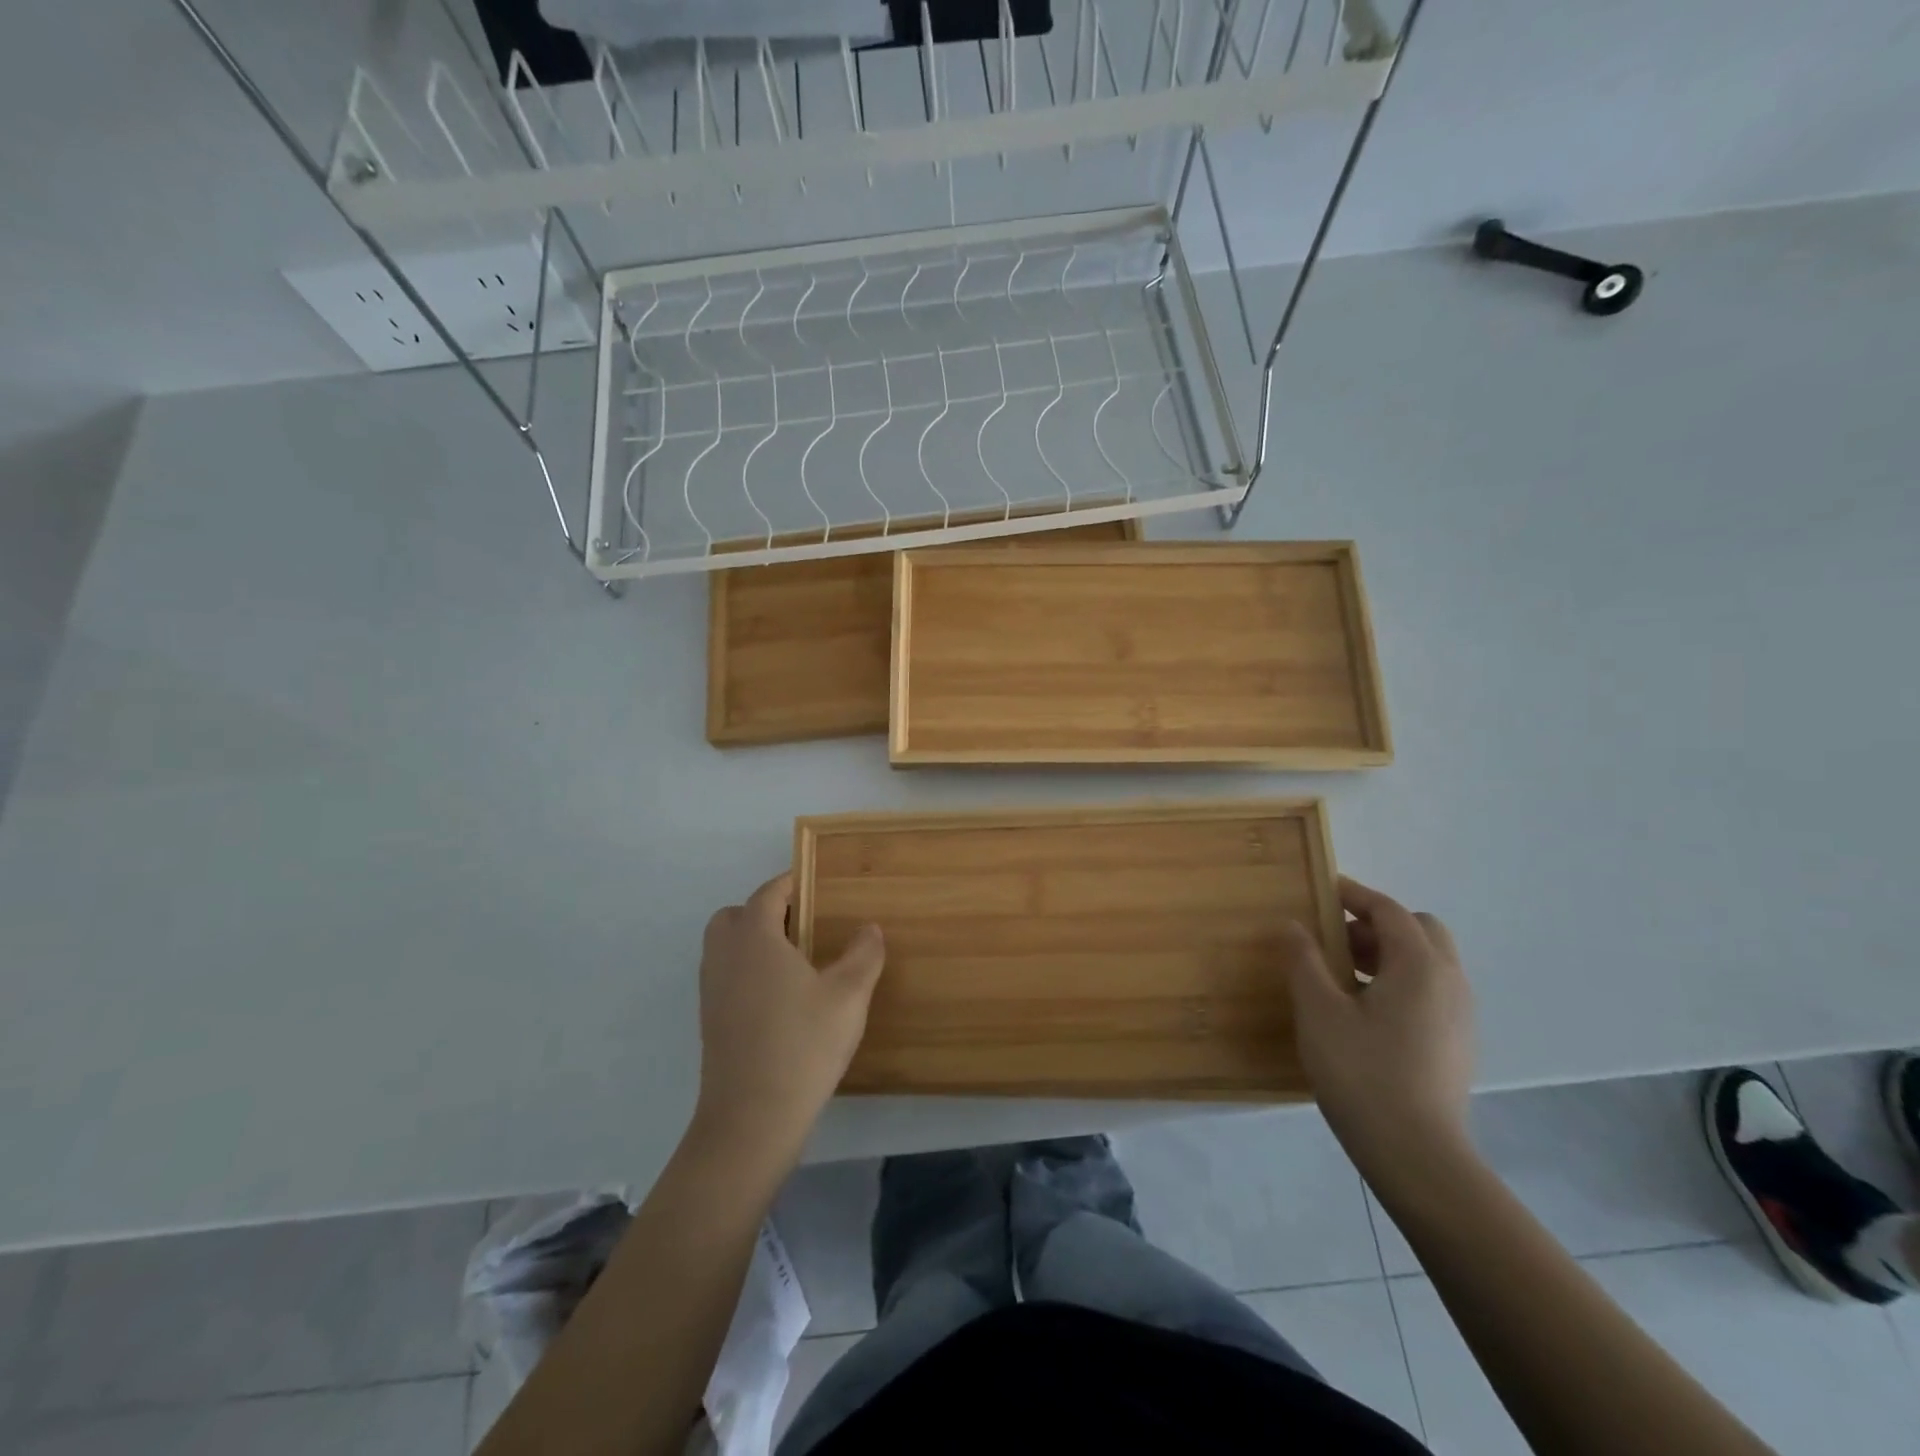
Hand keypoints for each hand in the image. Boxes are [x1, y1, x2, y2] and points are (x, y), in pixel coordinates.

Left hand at [691, 873, 885, 1162]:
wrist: (752, 1118)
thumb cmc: (803, 1045)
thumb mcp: (849, 996)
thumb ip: (864, 954)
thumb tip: (869, 928)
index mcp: (755, 939)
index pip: (767, 895)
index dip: (790, 884)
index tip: (814, 883)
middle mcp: (725, 957)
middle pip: (733, 916)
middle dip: (763, 911)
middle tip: (802, 925)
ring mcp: (712, 991)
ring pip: (724, 947)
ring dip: (752, 941)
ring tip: (794, 961)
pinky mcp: (710, 1021)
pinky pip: (724, 976)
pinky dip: (745, 970)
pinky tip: (780, 997)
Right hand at [1280, 876, 1474, 1173]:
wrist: (1417, 1155)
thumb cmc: (1362, 1073)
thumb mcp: (1319, 1011)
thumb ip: (1304, 960)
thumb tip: (1293, 926)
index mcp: (1419, 966)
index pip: (1389, 911)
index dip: (1355, 895)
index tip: (1323, 890)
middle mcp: (1450, 982)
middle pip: (1419, 930)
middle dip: (1377, 925)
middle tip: (1335, 941)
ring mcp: (1460, 1015)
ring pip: (1428, 962)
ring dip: (1388, 954)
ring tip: (1343, 977)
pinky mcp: (1458, 1043)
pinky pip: (1431, 991)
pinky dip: (1401, 982)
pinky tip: (1366, 1012)